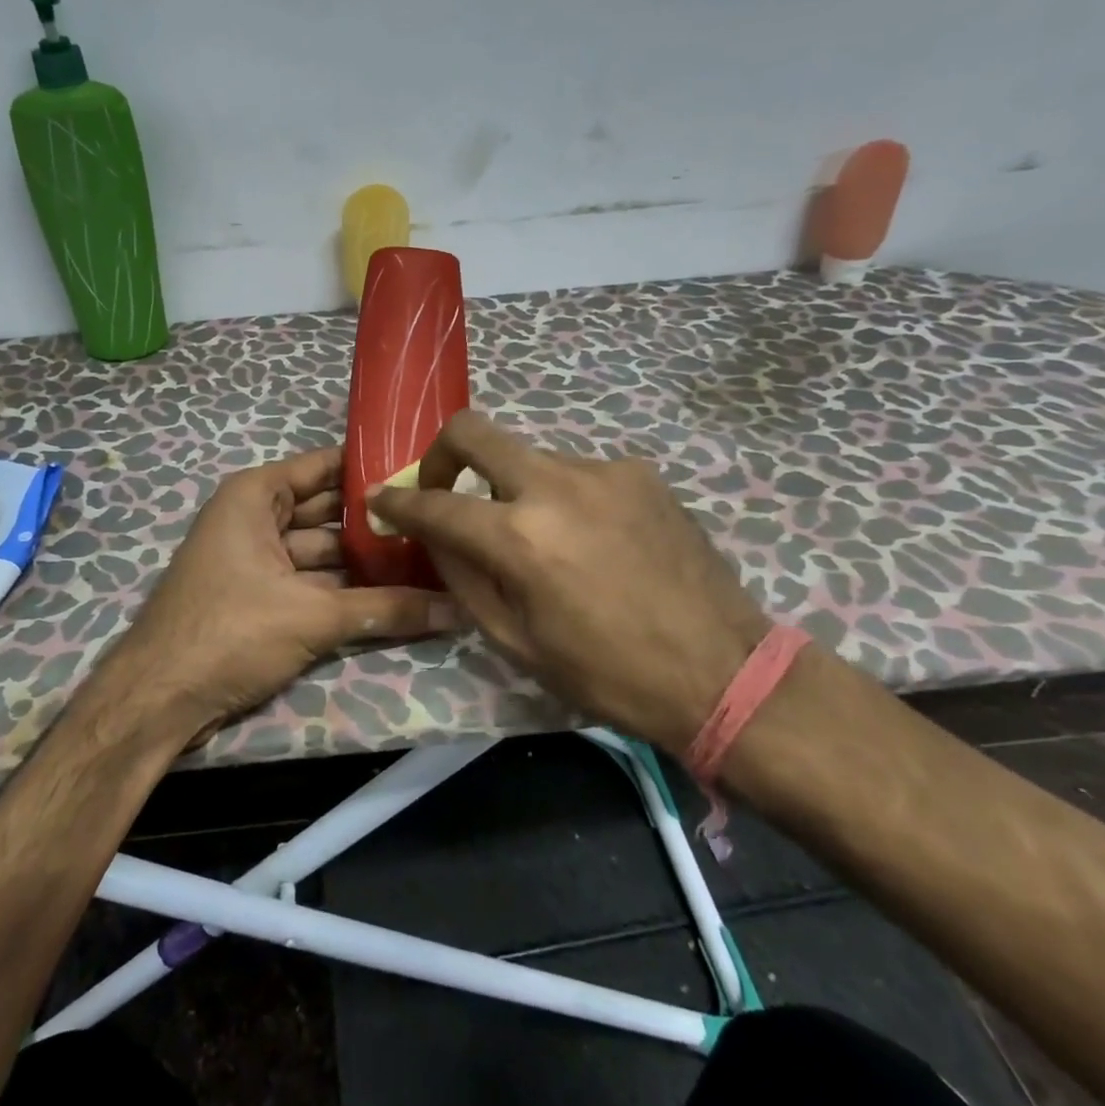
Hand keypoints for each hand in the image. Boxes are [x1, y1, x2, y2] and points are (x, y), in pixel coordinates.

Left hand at [108, 446, 459, 744]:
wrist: (158, 700)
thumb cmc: (230, 632)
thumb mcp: (312, 616)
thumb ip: (386, 609)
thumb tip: (457, 609)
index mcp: (256, 495)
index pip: (325, 466)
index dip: (372, 468)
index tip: (423, 471)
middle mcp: (255, 517)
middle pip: (328, 510)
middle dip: (376, 521)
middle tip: (437, 522)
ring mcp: (256, 559)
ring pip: (322, 551)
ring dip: (365, 560)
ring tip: (428, 559)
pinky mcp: (260, 597)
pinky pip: (311, 581)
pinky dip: (345, 589)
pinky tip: (393, 595)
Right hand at [370, 410, 768, 748]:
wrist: (723, 672)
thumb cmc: (608, 674)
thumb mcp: (516, 642)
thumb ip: (463, 578)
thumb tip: (433, 537)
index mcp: (520, 538)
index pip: (434, 504)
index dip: (397, 502)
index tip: (381, 500)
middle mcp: (555, 485)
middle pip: (472, 431)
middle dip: (440, 454)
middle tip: (442, 488)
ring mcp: (602, 470)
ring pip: (529, 458)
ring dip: (513, 489)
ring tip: (541, 539)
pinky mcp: (639, 472)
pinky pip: (577, 473)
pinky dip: (564, 498)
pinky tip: (592, 540)